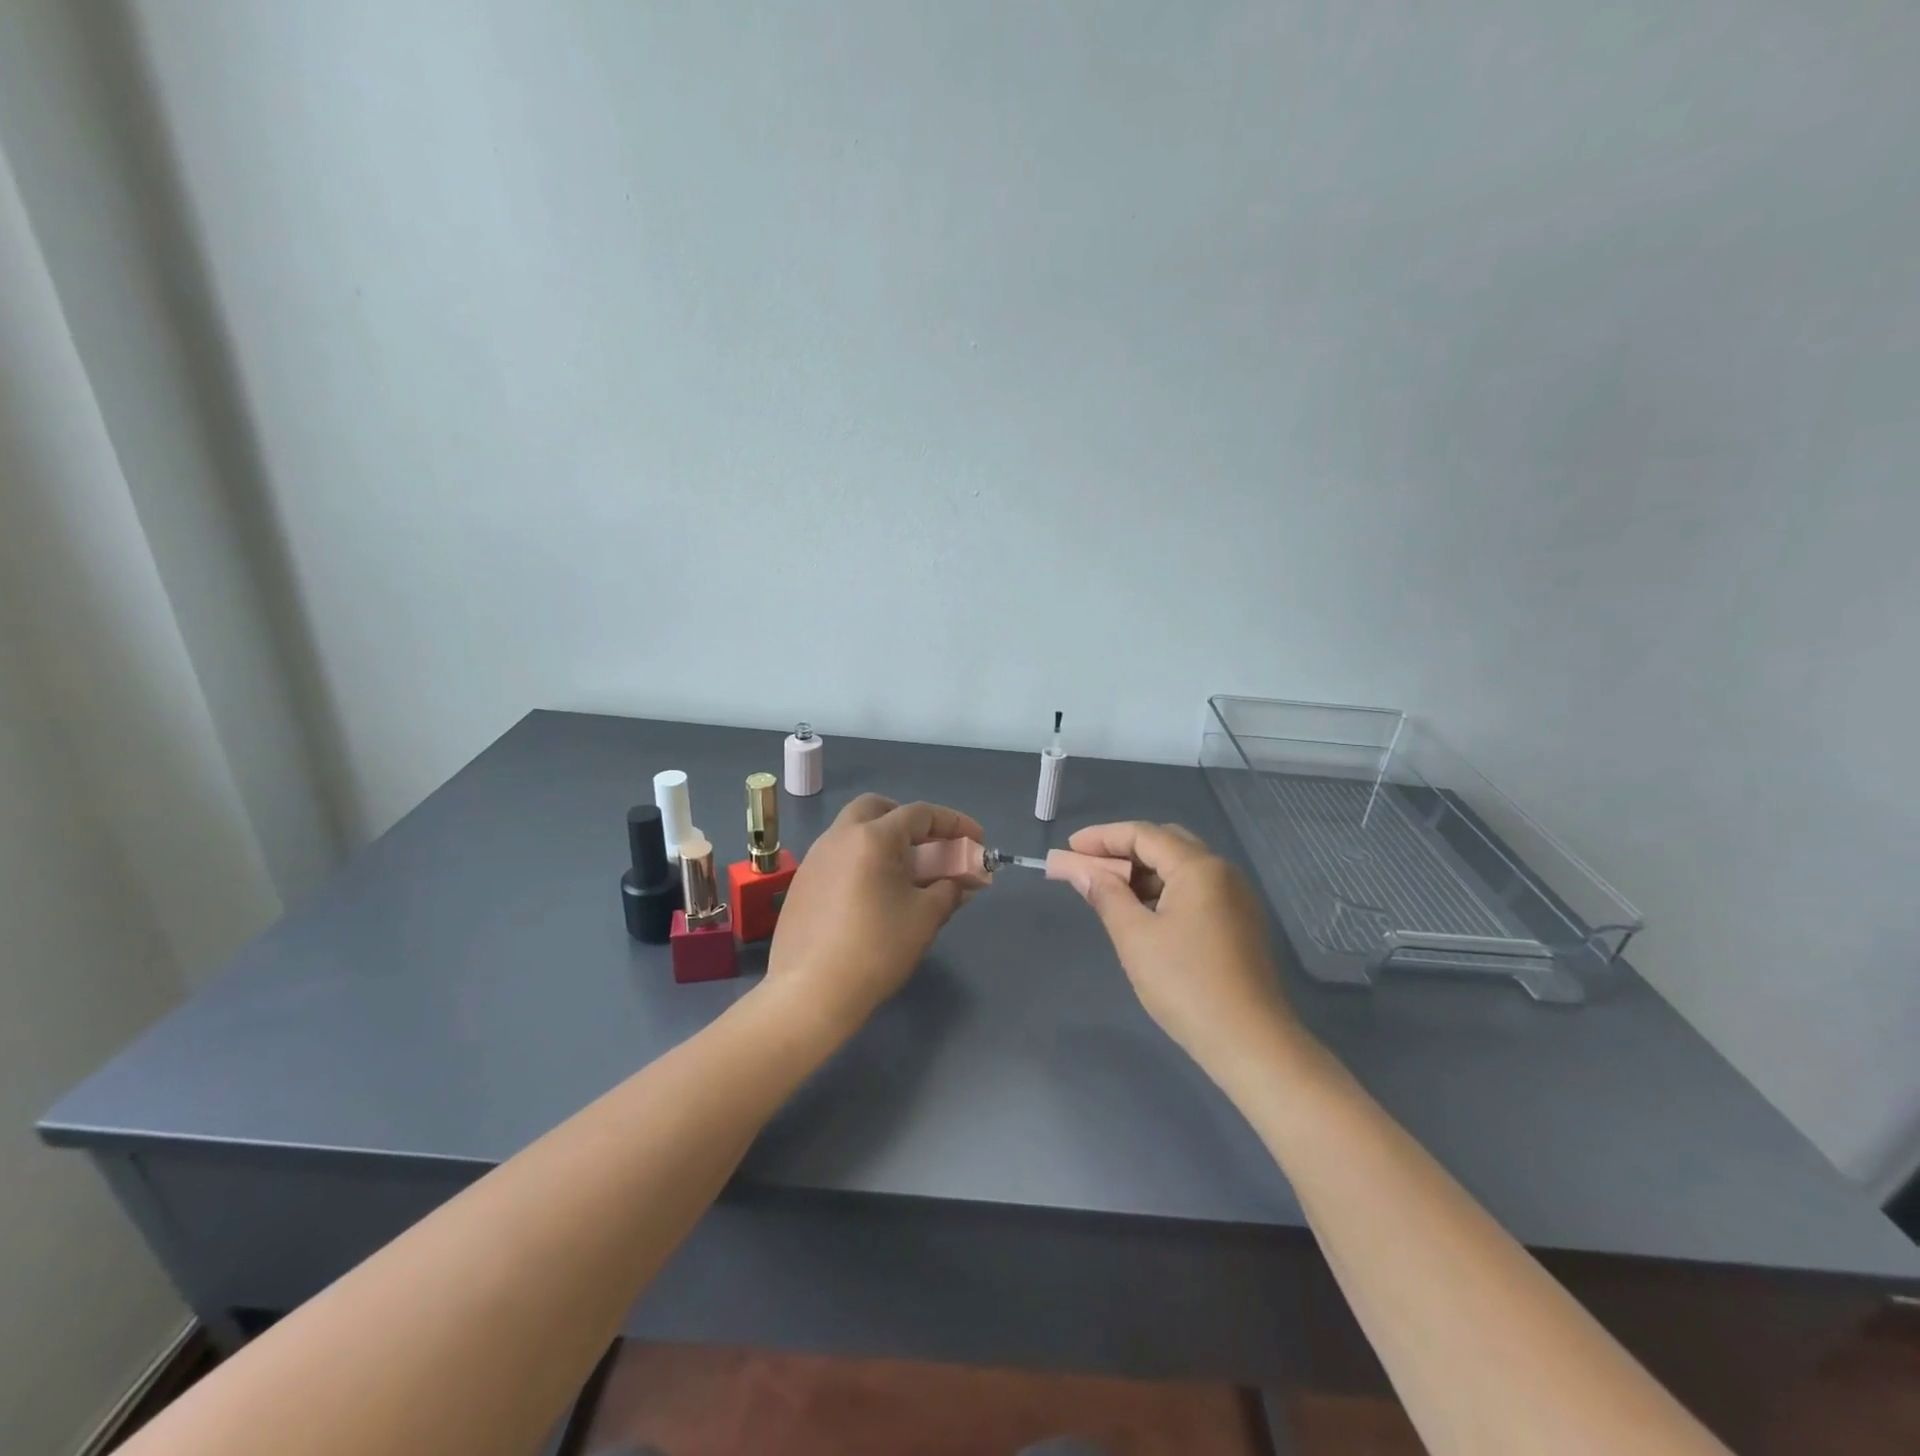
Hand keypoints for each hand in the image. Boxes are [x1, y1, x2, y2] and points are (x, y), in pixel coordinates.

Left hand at [765, 794, 983, 1038]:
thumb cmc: (876, 949)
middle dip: (908, 821)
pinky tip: (872, 895)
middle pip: (878, 808)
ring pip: (853, 831)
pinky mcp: (802, 883)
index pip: (920, 813)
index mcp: (873, 837)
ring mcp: (815, 859)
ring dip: (883, 840)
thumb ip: (949, 890)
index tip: (977, 841)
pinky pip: (838, 856)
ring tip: (905, 875)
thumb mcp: (924, 918)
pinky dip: (862, 861)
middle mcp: (839, 836)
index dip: (954, 823)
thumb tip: (960, 882)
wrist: (810, 992)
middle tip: (929, 847)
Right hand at [1064, 821, 1298, 1073]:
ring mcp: (1236, 898)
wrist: (1250, 1043)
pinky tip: (1142, 914)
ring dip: (1142, 873)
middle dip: (1122, 851)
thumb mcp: (1135, 937)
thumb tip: (1080, 870)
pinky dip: (1163, 892)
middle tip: (1087, 867)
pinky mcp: (1239, 923)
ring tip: (1108, 893)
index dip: (1101, 837)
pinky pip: (1194, 891)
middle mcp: (1222, 872)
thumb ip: (1105, 895)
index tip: (1068, 848)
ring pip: (1180, 869)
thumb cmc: (1186, 984)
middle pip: (1165, 844)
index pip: (1143, 834)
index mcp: (1199, 868)